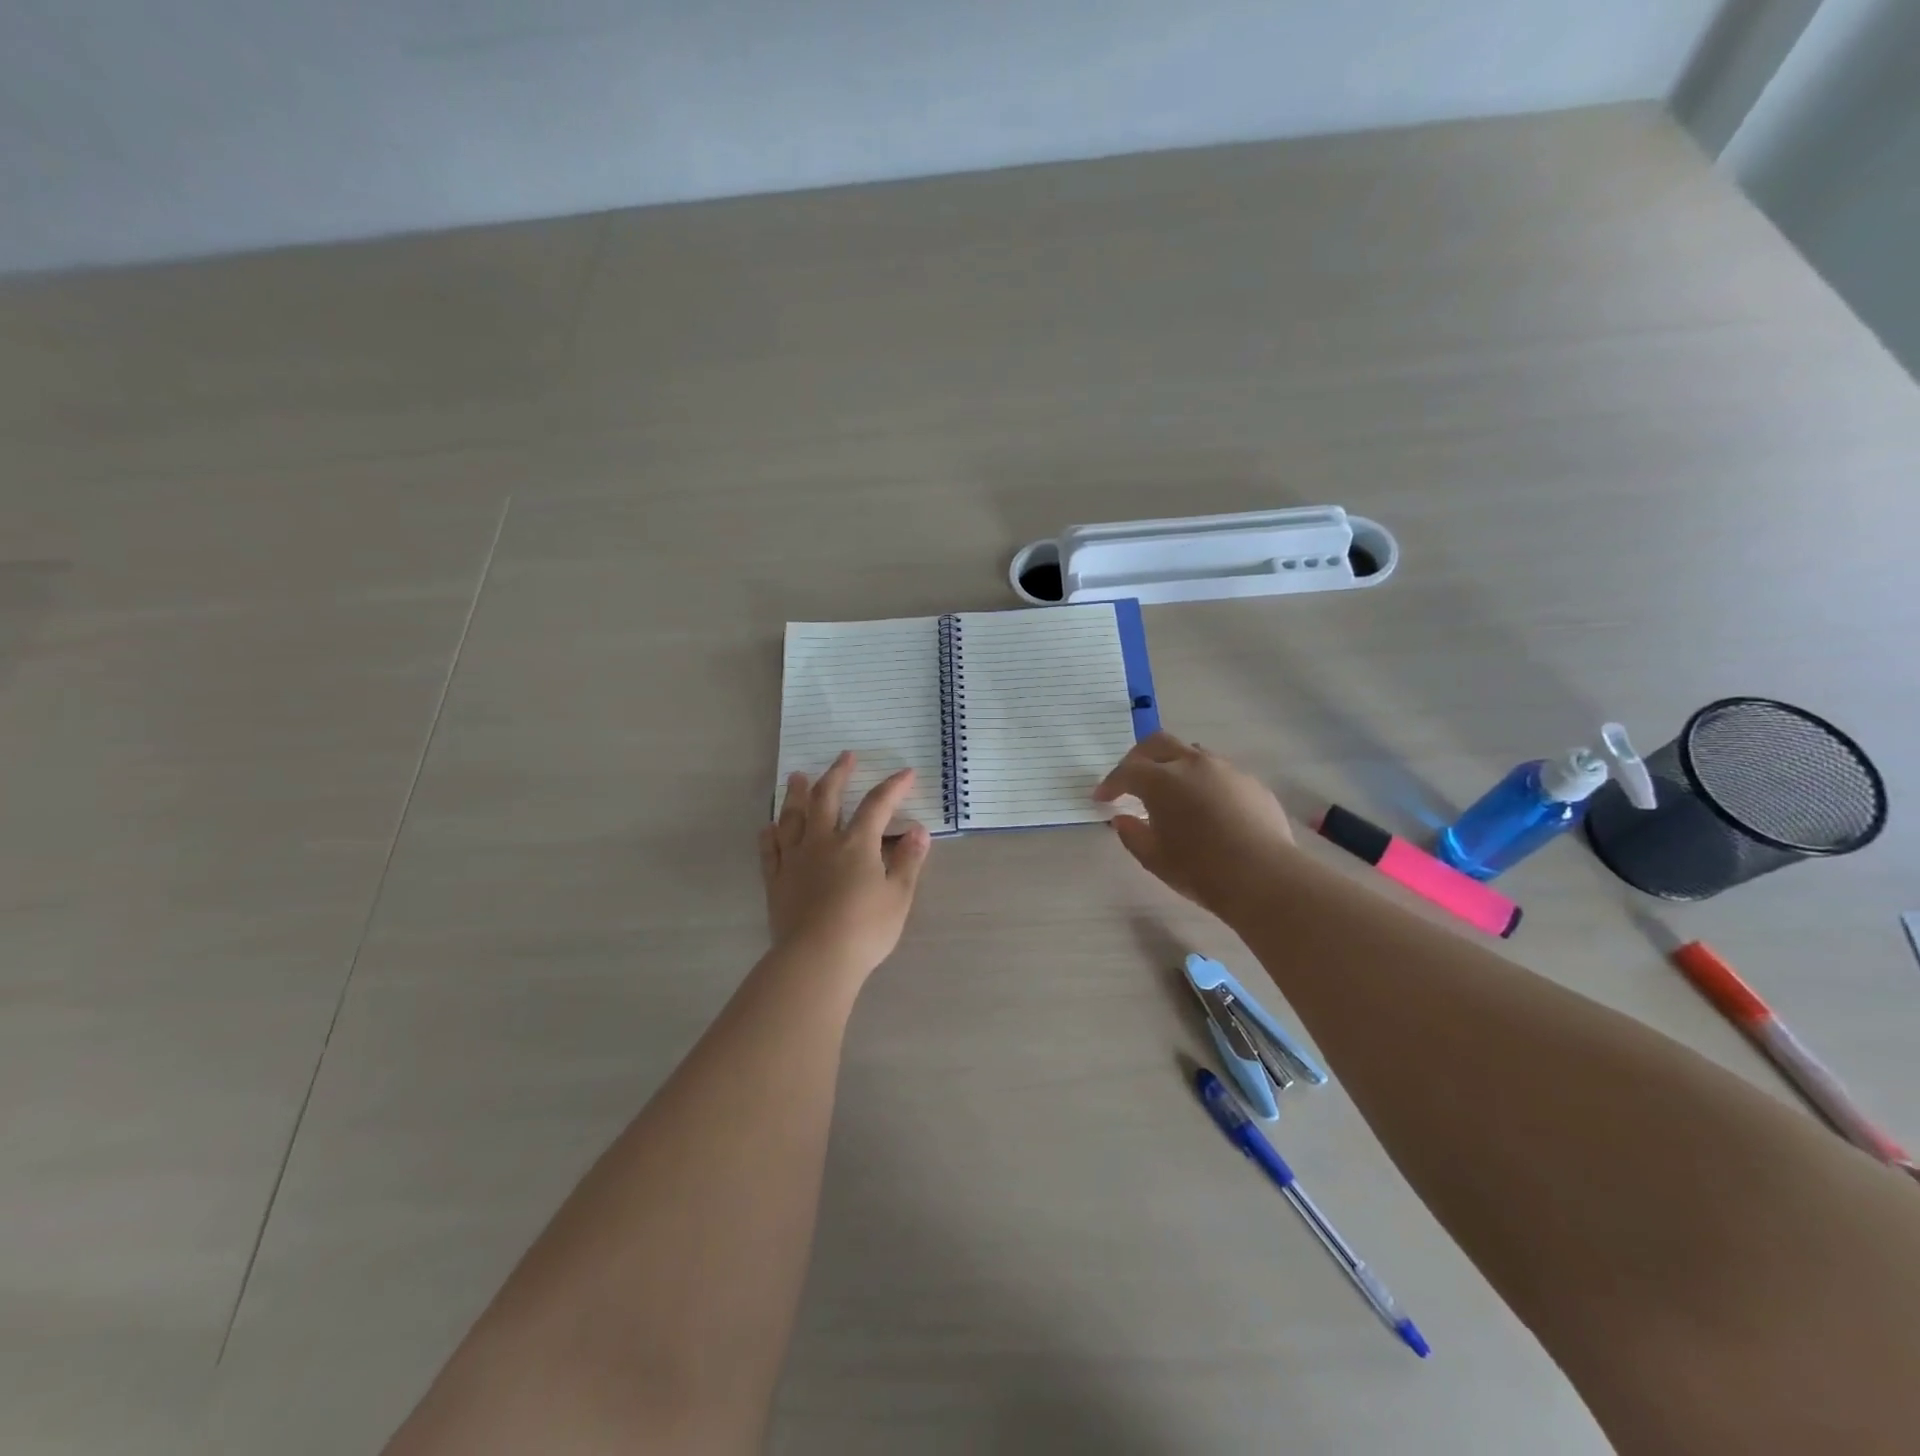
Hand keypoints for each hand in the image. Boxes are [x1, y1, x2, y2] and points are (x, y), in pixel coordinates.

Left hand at [759, 752, 932, 981]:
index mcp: (856, 844)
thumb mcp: (898, 896)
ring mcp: (794, 859)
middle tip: (845, 756)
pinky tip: (770, 826)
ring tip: (797, 776)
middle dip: (838, 774)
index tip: (906, 773)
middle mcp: (823, 842)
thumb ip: (908, 861)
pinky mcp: (775, 880)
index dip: (893, 786)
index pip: (877, 805)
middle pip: (827, 798)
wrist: (815, 959)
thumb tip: (919, 831)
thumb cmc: (865, 930)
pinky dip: (770, 833)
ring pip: (792, 816)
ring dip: (796, 793)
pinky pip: (769, 849)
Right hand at [1095, 731, 1296, 913]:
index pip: (1127, 771)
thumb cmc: (1200, 869)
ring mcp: (1226, 769)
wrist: (1264, 876)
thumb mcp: (1154, 858)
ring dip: (1174, 765)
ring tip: (1171, 790)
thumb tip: (1123, 820)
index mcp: (1162, 780)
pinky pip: (1219, 772)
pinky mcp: (1251, 783)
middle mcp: (1192, 764)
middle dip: (1139, 758)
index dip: (1111, 784)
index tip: (1102, 798)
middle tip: (1131, 779)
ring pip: (1192, 753)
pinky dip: (1203, 781)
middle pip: (1158, 744)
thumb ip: (1132, 834)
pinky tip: (1207, 807)